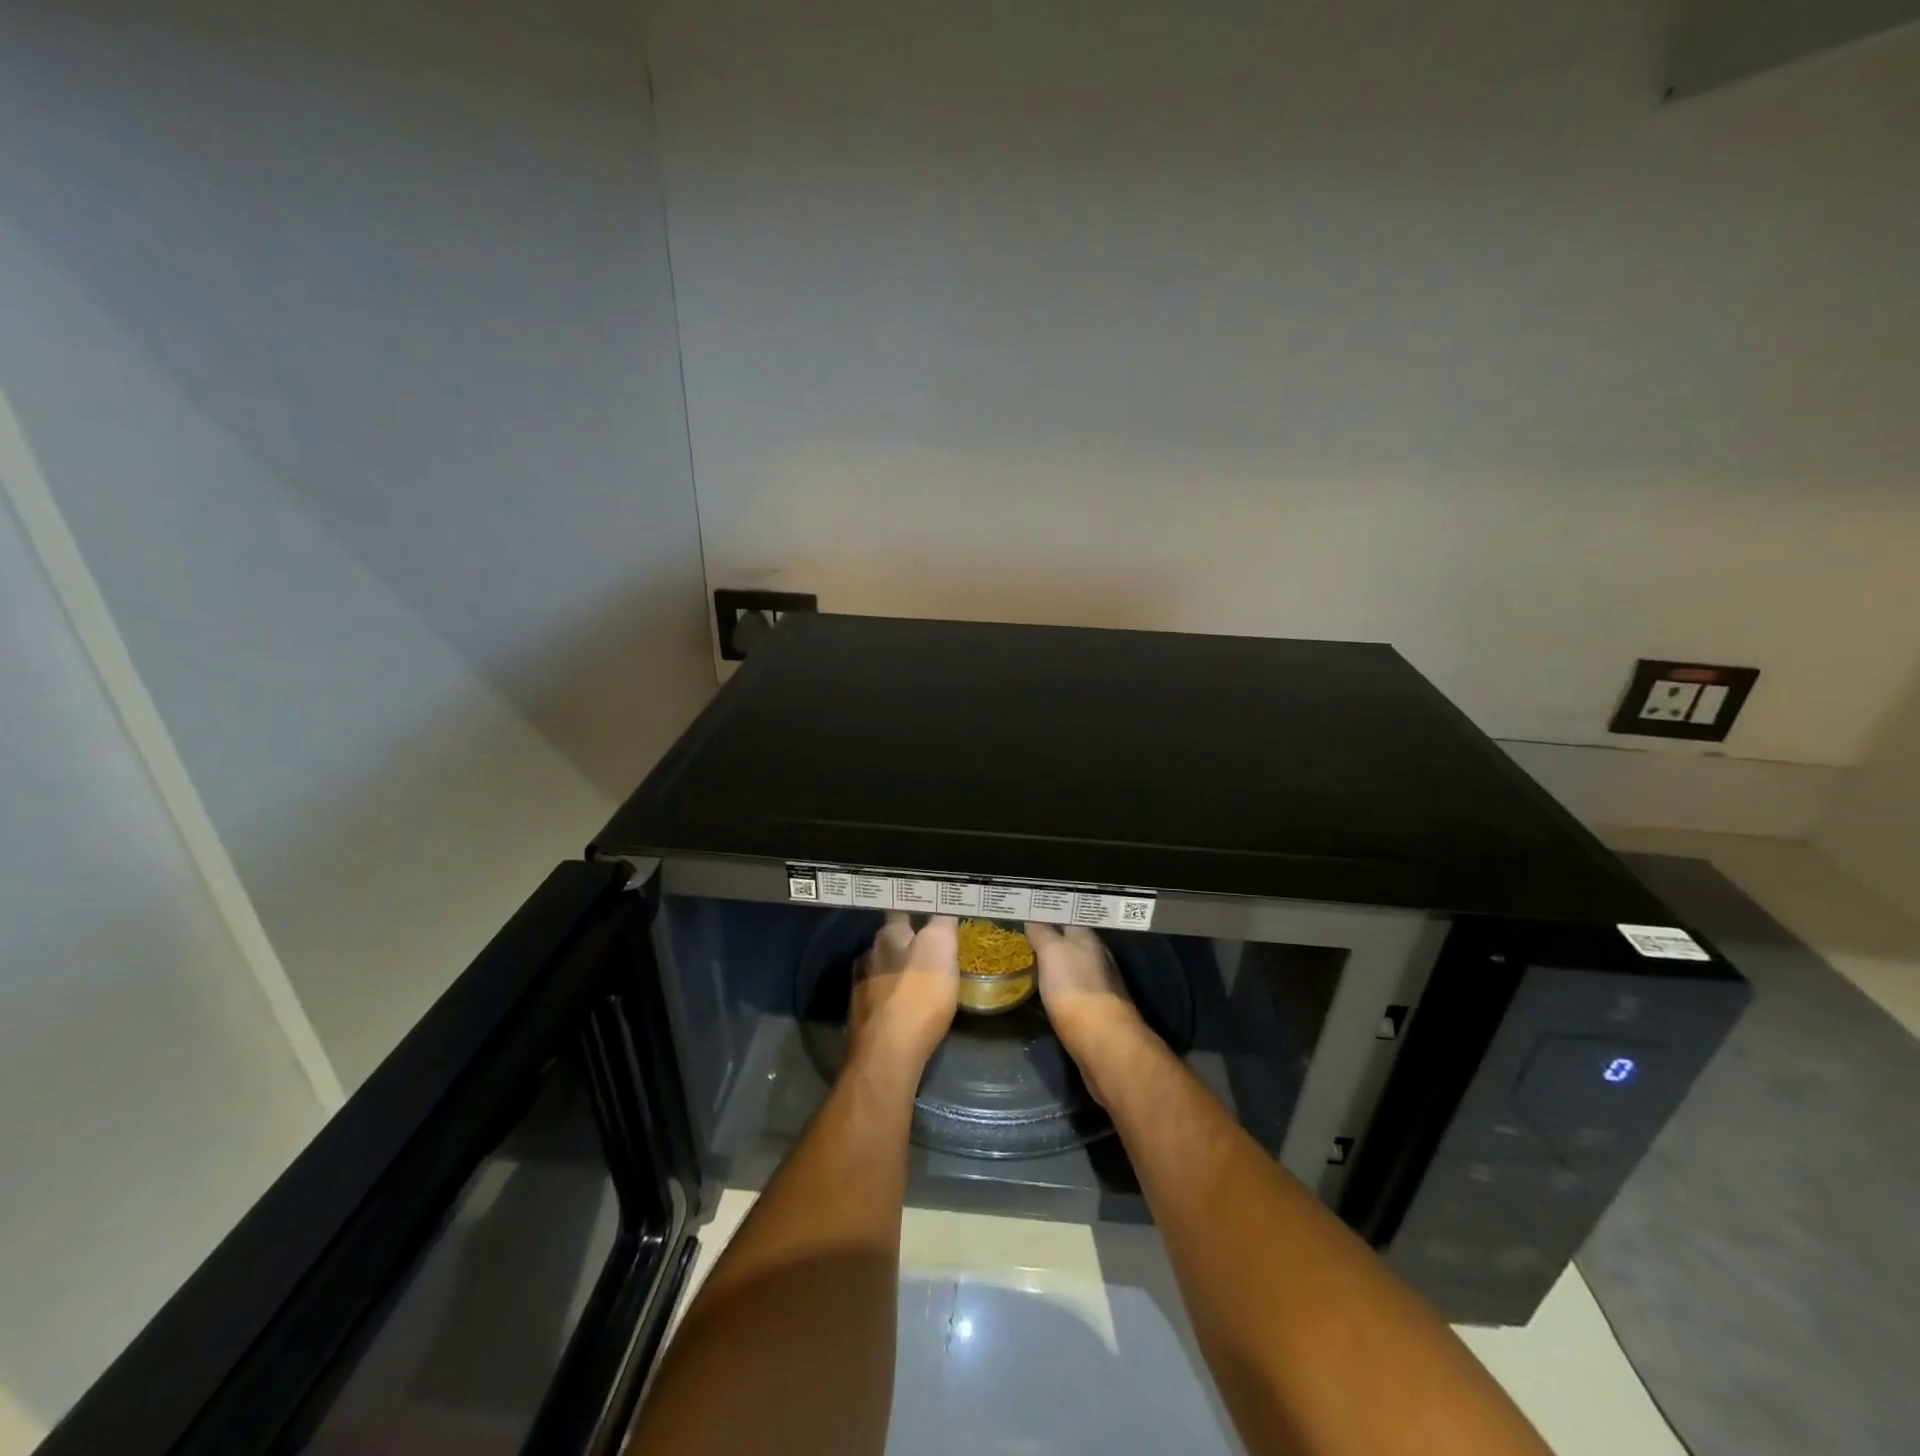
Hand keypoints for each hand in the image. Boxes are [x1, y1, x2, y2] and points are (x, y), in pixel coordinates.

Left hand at [848, 913, 958, 1079]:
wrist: (887, 1054)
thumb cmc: (919, 997)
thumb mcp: (941, 949)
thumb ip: (941, 922)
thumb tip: (943, 901)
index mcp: (889, 935)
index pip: (901, 909)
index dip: (915, 906)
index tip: (929, 907)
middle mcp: (870, 955)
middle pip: (888, 939)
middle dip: (904, 939)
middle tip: (927, 942)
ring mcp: (860, 986)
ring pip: (879, 966)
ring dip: (894, 967)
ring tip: (914, 974)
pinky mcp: (860, 1015)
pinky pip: (877, 995)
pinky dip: (888, 994)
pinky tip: (899, 1002)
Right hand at [1026, 924, 1151, 1103]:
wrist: (1102, 1040)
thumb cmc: (1074, 987)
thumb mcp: (1052, 951)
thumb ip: (1042, 932)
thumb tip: (1032, 919)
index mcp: (1088, 938)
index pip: (1066, 917)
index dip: (1047, 914)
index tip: (1026, 912)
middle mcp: (1097, 957)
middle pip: (1071, 941)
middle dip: (1051, 937)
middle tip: (1023, 936)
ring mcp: (1099, 984)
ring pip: (1073, 965)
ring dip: (1055, 962)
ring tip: (1030, 960)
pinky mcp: (1096, 1010)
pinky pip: (1072, 988)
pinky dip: (1059, 985)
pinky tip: (1046, 989)